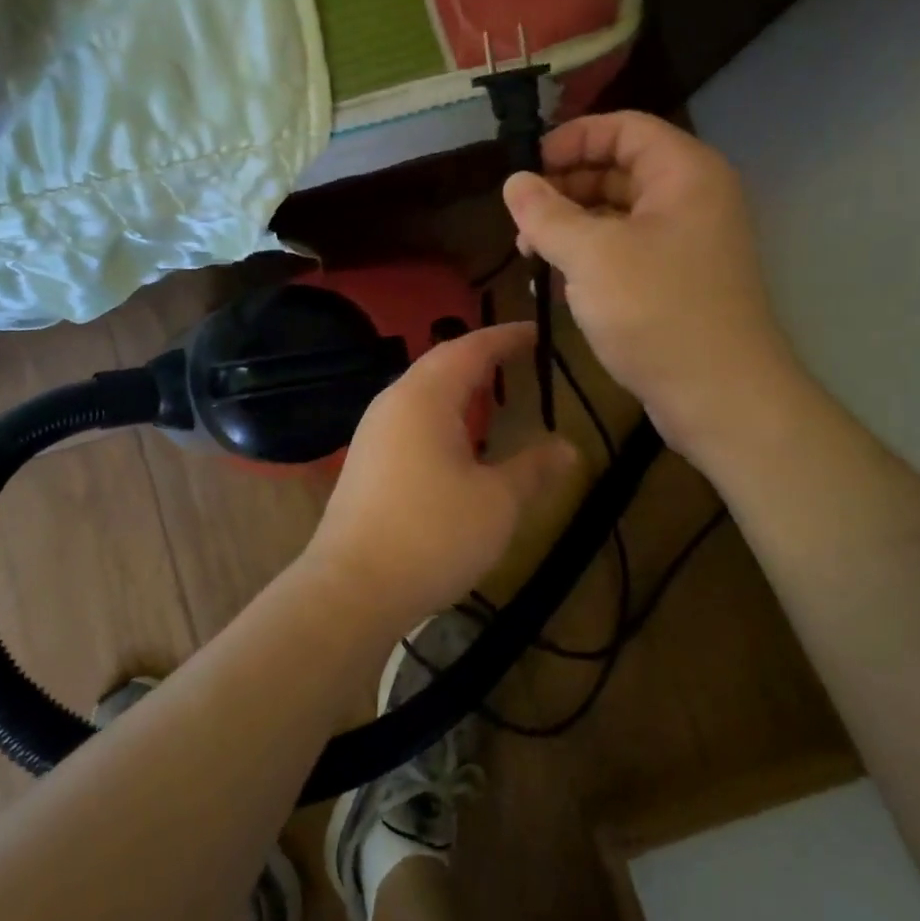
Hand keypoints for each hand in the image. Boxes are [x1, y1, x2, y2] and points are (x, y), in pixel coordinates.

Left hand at [302, 323, 580, 634]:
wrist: (351, 588)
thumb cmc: (432, 535)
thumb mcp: (497, 502)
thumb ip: (533, 469)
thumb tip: (568, 447)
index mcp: (424, 397)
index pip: (470, 349)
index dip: (505, 337)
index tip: (536, 332)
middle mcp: (393, 403)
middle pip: (441, 364)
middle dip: (481, 357)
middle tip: (517, 356)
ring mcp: (373, 433)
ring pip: (422, 393)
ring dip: (458, 386)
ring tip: (492, 392)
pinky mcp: (366, 462)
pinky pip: (410, 419)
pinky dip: (441, 414)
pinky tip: (457, 440)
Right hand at [502, 111, 793, 460]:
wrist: (720, 396)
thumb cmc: (656, 311)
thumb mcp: (591, 256)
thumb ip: (546, 214)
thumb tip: (513, 182)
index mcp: (684, 173)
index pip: (623, 128)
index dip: (571, 139)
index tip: (526, 167)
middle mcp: (691, 198)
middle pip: (619, 169)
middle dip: (565, 187)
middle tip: (520, 216)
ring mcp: (687, 242)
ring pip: (619, 214)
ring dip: (571, 226)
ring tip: (529, 252)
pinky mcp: (677, 281)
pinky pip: (627, 251)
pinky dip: (590, 257)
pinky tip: (557, 281)